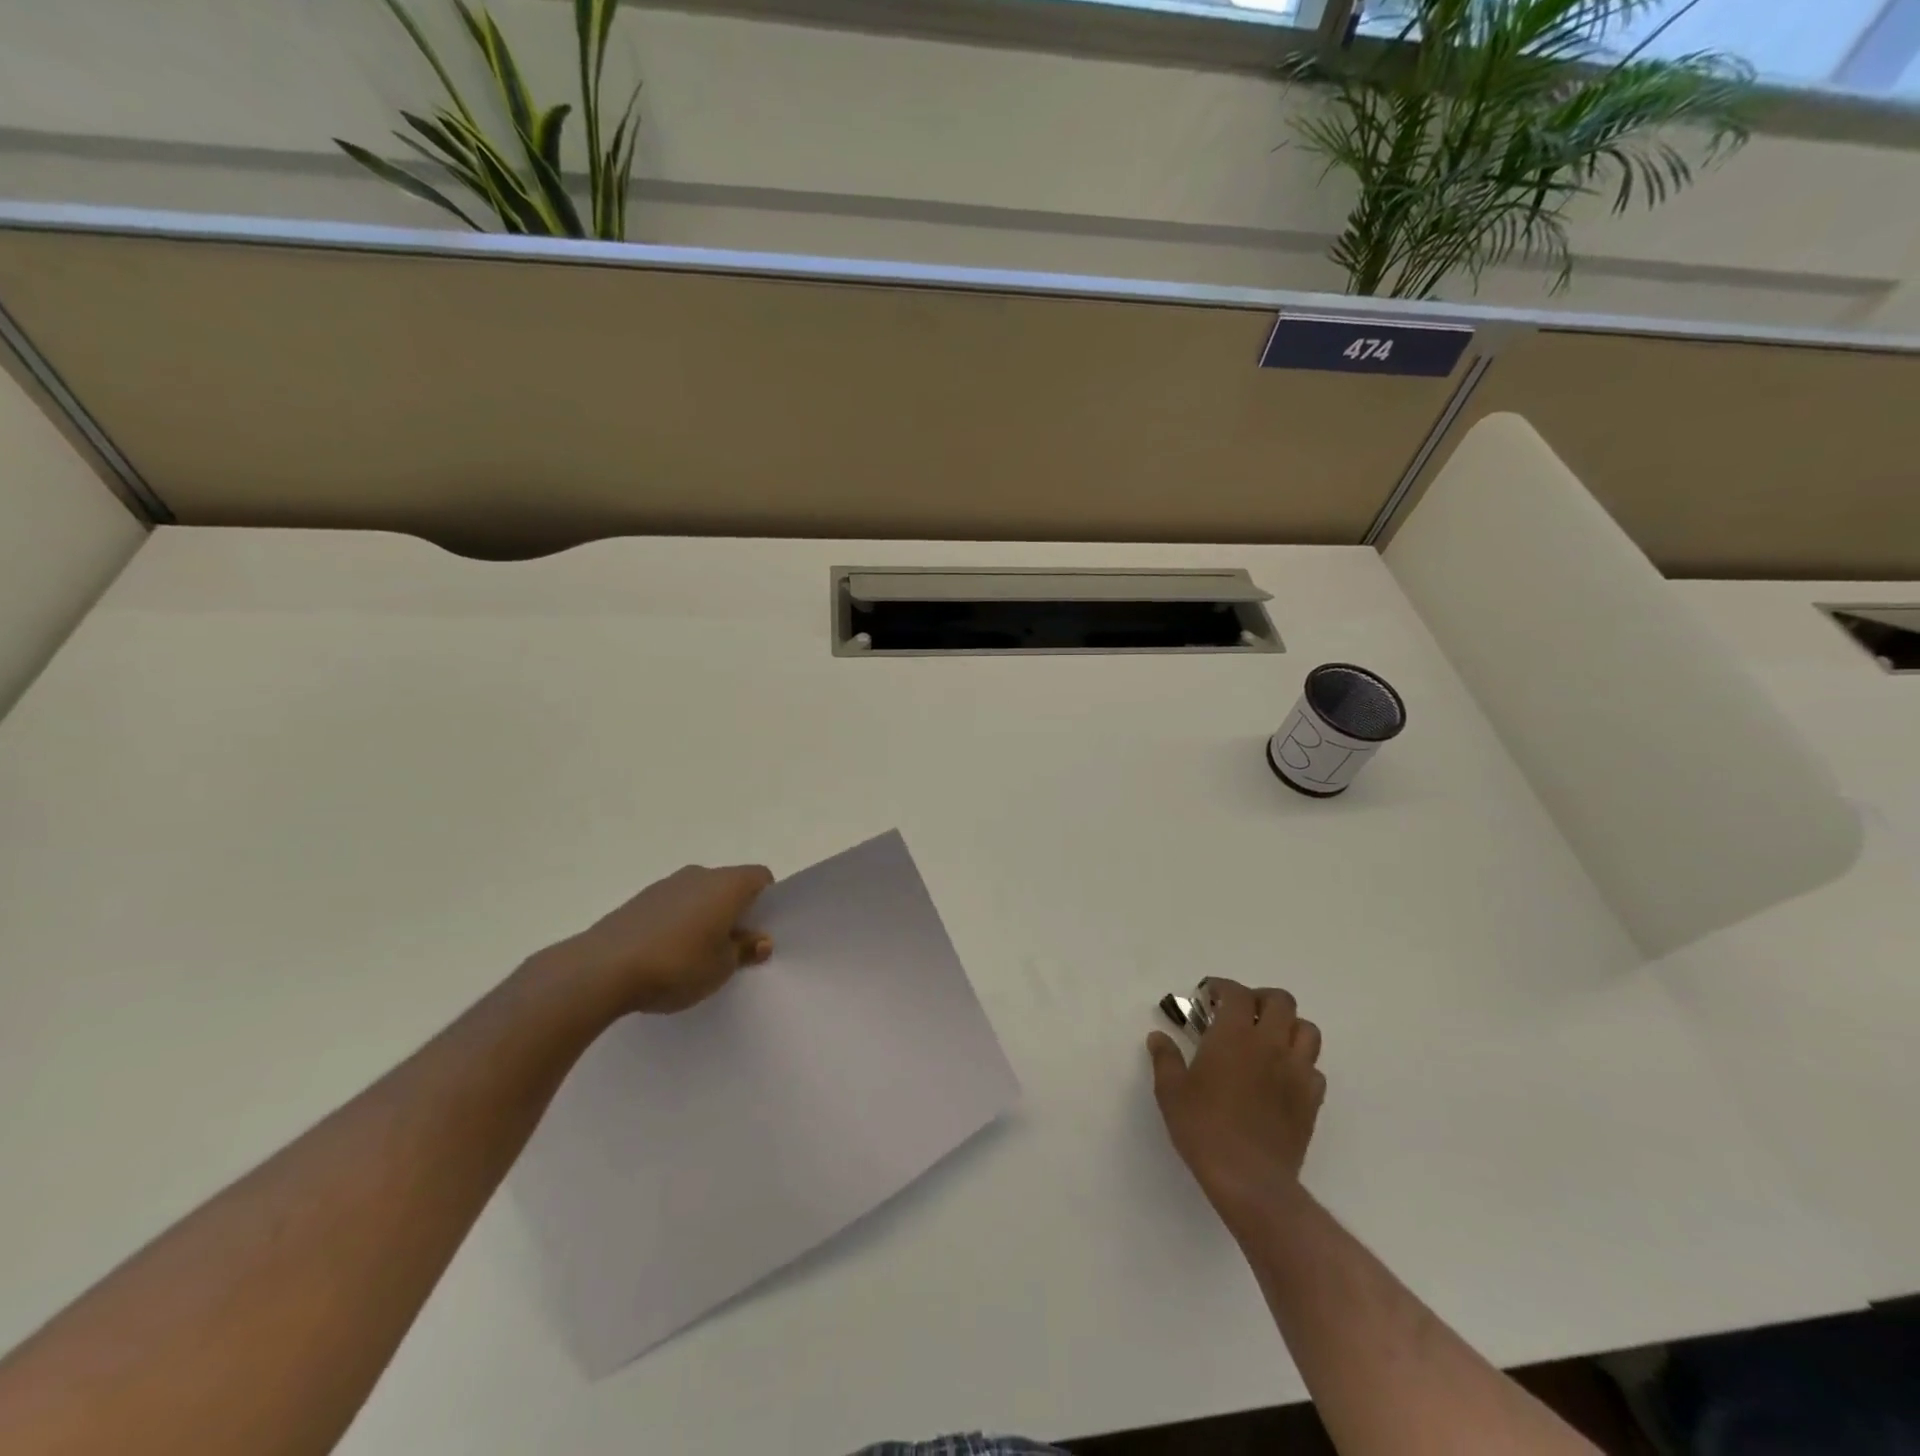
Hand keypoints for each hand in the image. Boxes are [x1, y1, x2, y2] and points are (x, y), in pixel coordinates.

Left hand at [533, 864, 774, 1017]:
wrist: (602, 969)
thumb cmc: (677, 964)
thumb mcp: (722, 967)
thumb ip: (744, 950)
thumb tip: (759, 940)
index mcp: (728, 884)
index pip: (760, 878)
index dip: (766, 903)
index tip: (759, 932)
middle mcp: (700, 874)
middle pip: (729, 886)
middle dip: (735, 912)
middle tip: (733, 949)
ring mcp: (666, 885)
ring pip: (699, 896)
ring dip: (704, 918)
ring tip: (696, 956)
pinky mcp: (639, 901)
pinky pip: (673, 906)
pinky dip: (678, 923)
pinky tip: (667, 956)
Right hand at [1148, 979, 1324, 1233]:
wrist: (1250, 1179)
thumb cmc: (1204, 1128)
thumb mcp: (1171, 1091)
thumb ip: (1165, 1058)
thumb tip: (1158, 1037)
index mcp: (1234, 1035)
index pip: (1236, 993)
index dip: (1222, 987)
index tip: (1208, 996)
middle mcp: (1270, 1044)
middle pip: (1280, 1001)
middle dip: (1259, 999)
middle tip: (1240, 1013)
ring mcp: (1297, 1071)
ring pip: (1307, 1030)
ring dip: (1288, 1026)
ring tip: (1268, 1039)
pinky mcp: (1312, 1100)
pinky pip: (1314, 1068)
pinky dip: (1300, 1064)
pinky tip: (1282, 1077)